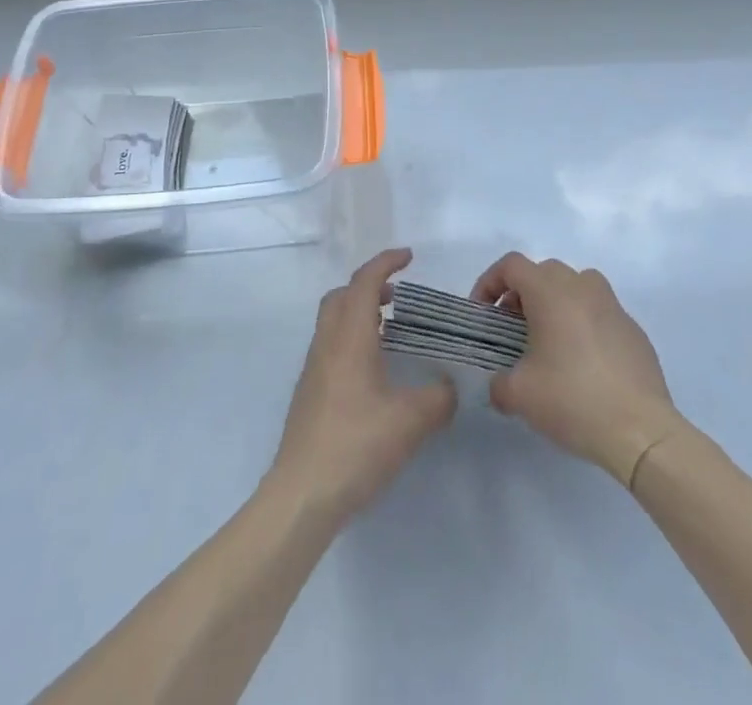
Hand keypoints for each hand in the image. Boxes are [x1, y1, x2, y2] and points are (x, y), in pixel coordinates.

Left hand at [269, 248, 456, 522]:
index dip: (386, 262)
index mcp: (350, 337)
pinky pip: (331, 347)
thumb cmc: (356, 445)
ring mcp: (314, 369)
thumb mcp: (411, 422)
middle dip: (369, 286)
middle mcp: (327, 344)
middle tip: (398, 297)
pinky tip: (373, 374)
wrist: (302, 494)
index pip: (365, 282)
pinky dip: (352, 340)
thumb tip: (449, 386)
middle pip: (342, 295)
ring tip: (391, 334)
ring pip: (333, 321)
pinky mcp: (309, 394)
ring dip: (359, 314)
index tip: (409, 257)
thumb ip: (438, 398)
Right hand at [472, 253, 683, 486]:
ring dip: (555, 302)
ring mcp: (612, 306)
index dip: (489, 282)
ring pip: (576, 285)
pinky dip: (583, 323)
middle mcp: (582, 287)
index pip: (511, 265)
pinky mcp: (633, 329)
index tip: (483, 313)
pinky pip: (599, 312)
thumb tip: (499, 385)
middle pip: (544, 271)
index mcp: (551, 292)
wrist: (641, 431)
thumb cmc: (573, 400)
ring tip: (548, 339)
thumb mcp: (519, 395)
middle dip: (522, 293)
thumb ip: (498, 383)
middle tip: (512, 328)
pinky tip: (582, 362)